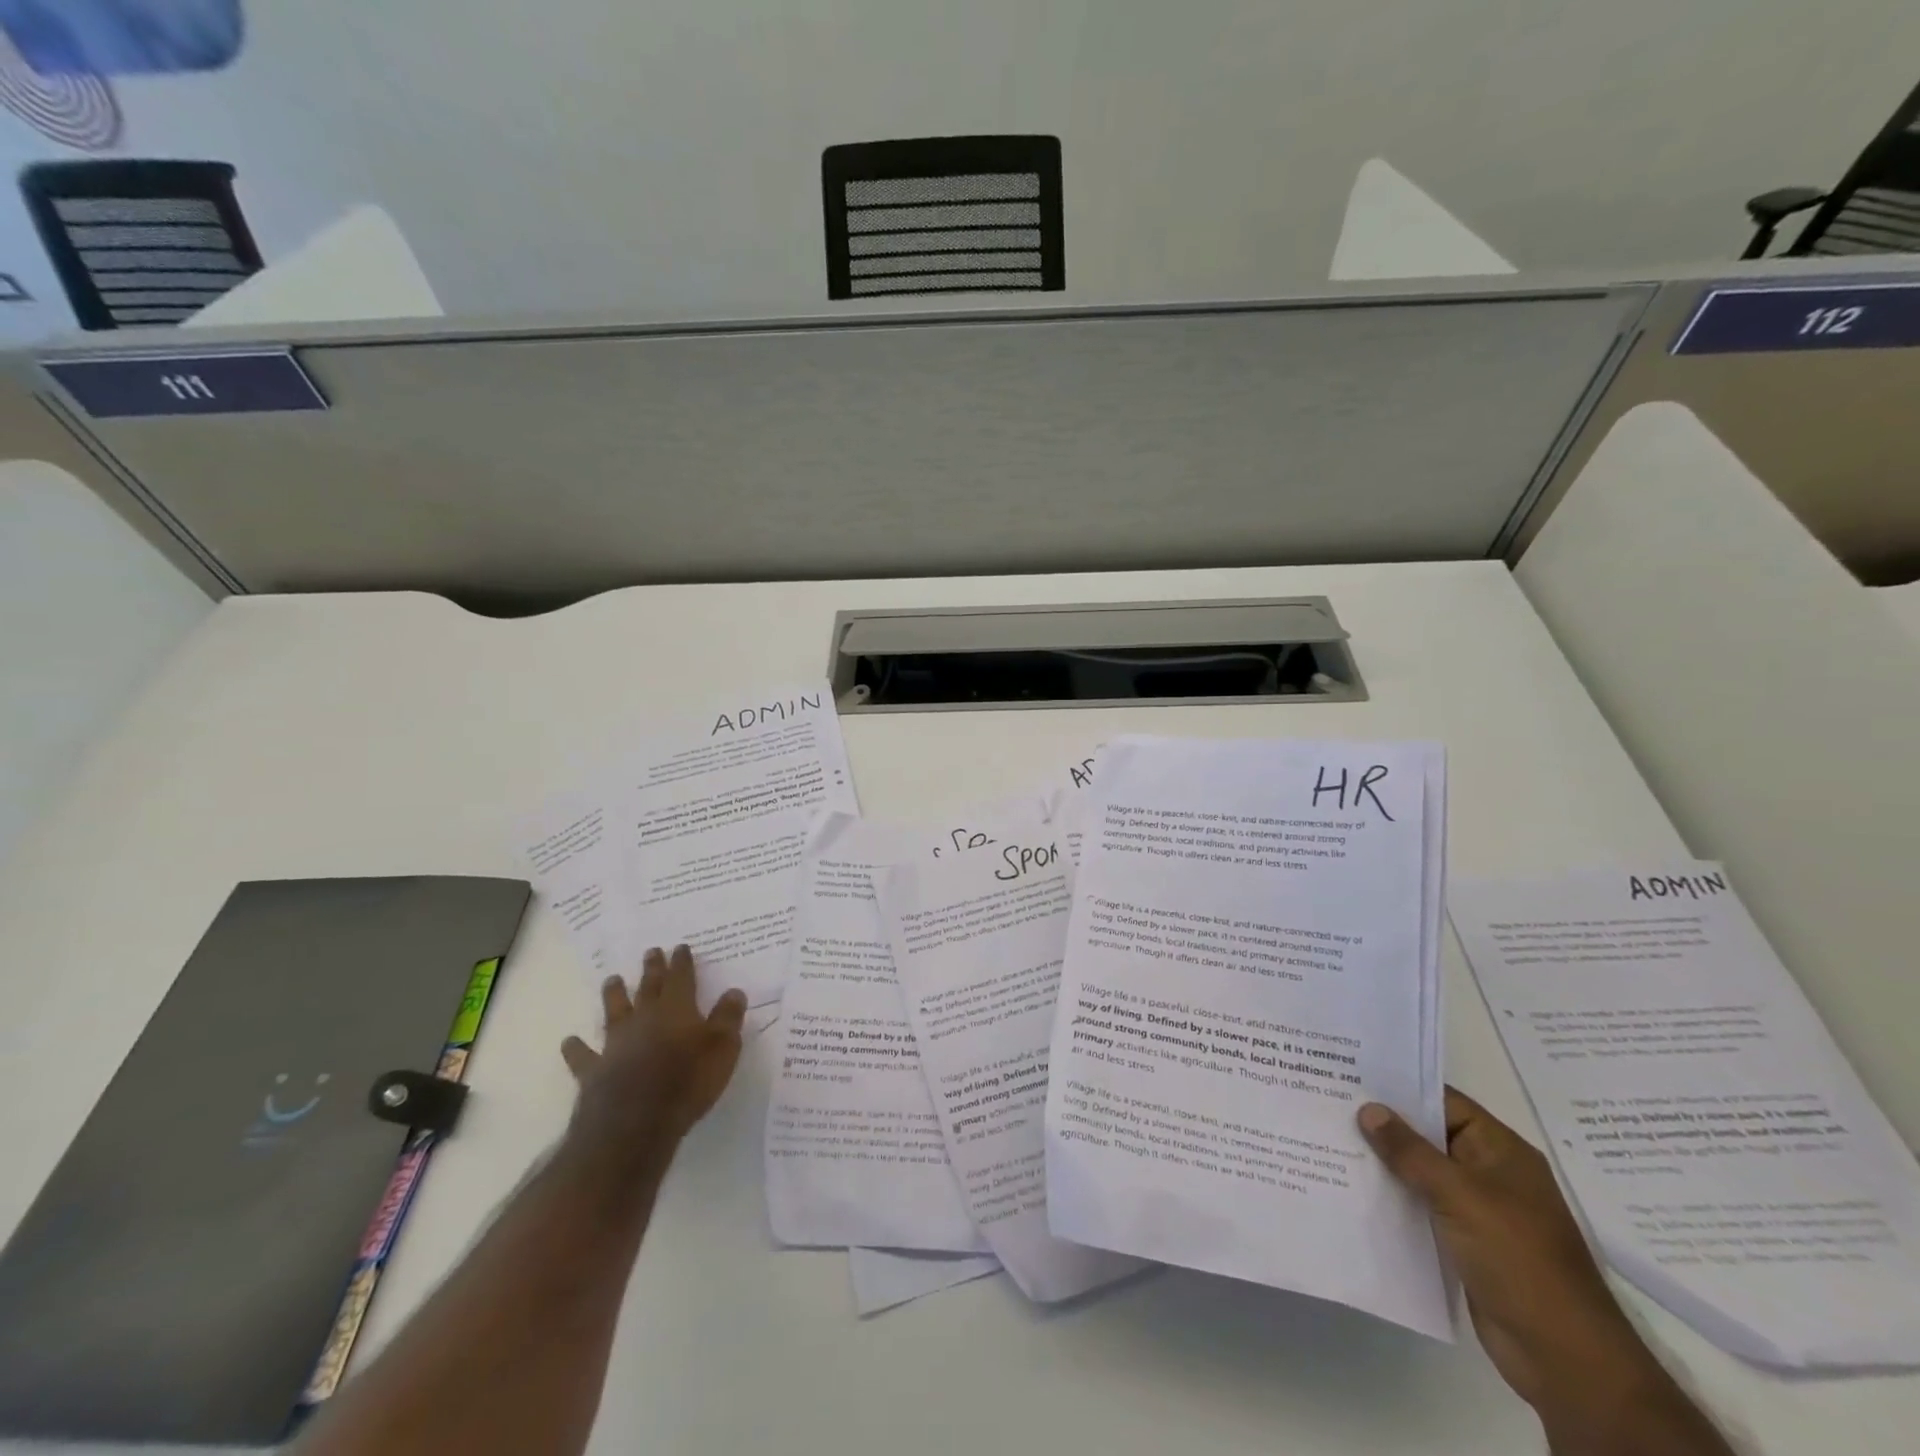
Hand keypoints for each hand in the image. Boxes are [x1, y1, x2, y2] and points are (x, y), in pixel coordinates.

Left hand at [560, 945, 747, 1169]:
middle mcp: (645, 1018)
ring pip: (615, 1011)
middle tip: (650, 951)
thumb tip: (734, 991)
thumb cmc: (687, 1083)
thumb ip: (728, 1018)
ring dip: (614, 995)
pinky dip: (576, 1048)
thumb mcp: (723, 1049)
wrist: (634, 1123)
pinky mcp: (595, 1070)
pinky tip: (569, 1041)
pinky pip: (583, 1055)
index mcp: (677, 1010)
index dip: (682, 962)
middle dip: (652, 969)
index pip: (681, 978)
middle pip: (648, 987)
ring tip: (611, 979)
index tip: (680, 947)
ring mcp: (616, 1043)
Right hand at [1359, 1090, 1729, 1455]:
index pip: (1443, 1101)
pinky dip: (1392, 1197)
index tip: (1350, 1074)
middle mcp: (1489, 1172)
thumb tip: (1368, 1109)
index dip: (1399, 1087)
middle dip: (1383, 1124)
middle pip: (1428, 1135)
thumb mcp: (1460, 1195)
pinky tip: (1353, 1188)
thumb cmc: (1519, 1259)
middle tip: (1328, 1103)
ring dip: (1383, 1162)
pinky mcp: (1463, 1242)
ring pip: (1420, 1172)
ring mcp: (1477, 1209)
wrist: (1564, 1356)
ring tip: (1329, 1140)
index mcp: (1500, 1150)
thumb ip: (1410, 1151)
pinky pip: (1420, 1206)